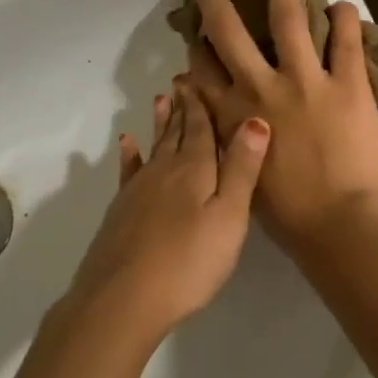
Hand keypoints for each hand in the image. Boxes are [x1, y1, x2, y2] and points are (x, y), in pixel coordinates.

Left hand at [62, 84, 268, 346]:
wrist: (124, 298)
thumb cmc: (188, 261)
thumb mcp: (228, 217)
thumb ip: (241, 169)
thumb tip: (255, 118)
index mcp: (194, 169)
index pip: (200, 128)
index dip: (201, 104)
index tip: (199, 79)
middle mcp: (164, 170)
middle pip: (176, 132)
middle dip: (182, 107)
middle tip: (182, 80)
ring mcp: (138, 189)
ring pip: (153, 147)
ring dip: (159, 123)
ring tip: (160, 99)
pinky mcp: (121, 210)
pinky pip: (128, 172)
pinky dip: (129, 154)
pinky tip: (126, 143)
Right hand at [185, 0, 377, 252]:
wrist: (340, 226)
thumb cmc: (287, 214)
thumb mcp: (240, 177)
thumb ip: (226, 140)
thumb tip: (213, 116)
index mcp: (235, 114)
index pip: (204, 71)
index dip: (196, 48)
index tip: (193, 30)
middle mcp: (263, 87)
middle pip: (232, 33)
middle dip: (217, 2)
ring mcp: (307, 81)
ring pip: (289, 19)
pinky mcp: (348, 84)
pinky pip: (346, 41)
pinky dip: (344, 19)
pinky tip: (341, 3)